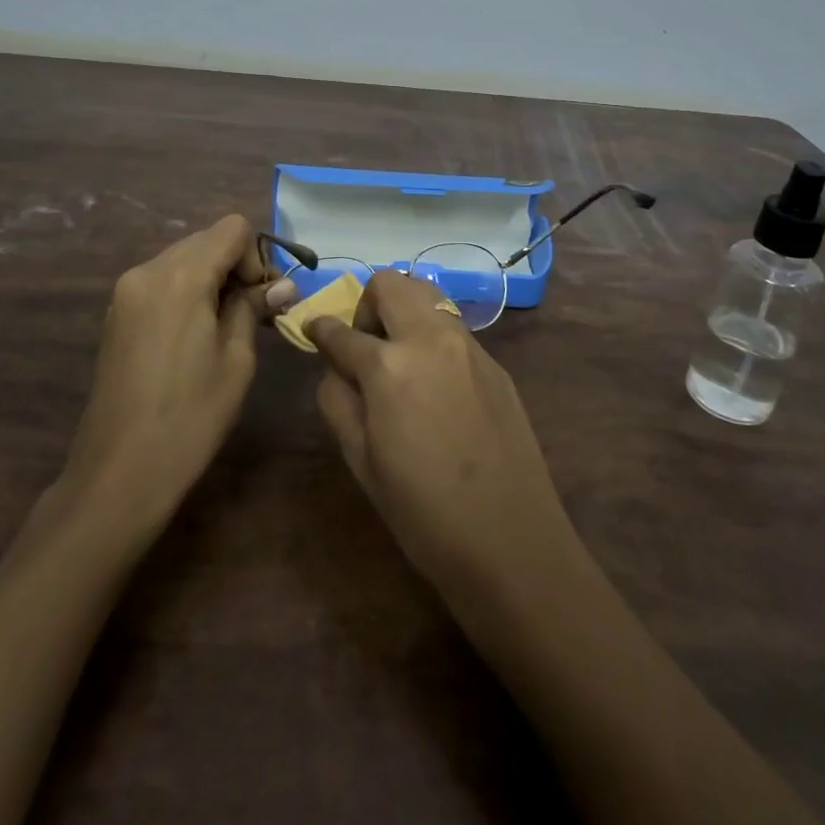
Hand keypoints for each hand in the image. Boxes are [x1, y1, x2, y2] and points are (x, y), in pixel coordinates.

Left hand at [58, 215, 282, 536]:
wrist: (120, 471)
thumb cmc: (190, 417)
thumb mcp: (236, 360)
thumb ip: (254, 308)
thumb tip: (280, 284)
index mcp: (181, 276)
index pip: (231, 229)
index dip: (256, 257)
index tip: (262, 300)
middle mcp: (148, 270)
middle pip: (205, 240)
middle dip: (235, 266)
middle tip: (254, 313)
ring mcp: (126, 291)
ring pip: (183, 259)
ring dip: (211, 279)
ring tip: (225, 327)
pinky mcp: (116, 313)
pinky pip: (162, 281)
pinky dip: (186, 292)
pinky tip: (194, 335)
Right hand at [308, 272, 580, 600]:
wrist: (512, 541)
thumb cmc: (423, 513)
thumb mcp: (362, 462)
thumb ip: (338, 401)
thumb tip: (335, 369)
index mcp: (389, 367)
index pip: (341, 331)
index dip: (319, 329)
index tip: (312, 331)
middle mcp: (430, 340)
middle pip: (390, 283)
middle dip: (366, 304)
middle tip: (364, 345)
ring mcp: (469, 346)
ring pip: (427, 296)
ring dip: (402, 311)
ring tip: (399, 359)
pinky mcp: (495, 362)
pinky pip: (453, 327)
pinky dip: (432, 336)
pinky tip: (434, 384)